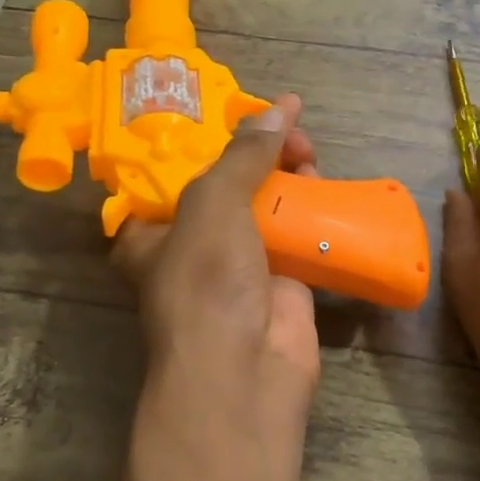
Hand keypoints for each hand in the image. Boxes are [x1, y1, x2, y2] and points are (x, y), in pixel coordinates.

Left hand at [113, 94, 321, 439]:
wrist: (246, 371)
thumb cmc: (207, 283)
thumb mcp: (212, 206)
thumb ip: (243, 156)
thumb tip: (278, 108)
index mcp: (154, 231)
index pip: (176, 171)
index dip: (207, 138)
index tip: (241, 111)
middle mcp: (193, 245)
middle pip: (228, 183)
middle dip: (258, 153)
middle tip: (289, 130)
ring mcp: (240, 264)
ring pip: (266, 205)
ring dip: (288, 176)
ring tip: (309, 151)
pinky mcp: (282, 279)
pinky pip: (297, 233)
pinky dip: (312, 209)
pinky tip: (326, 183)